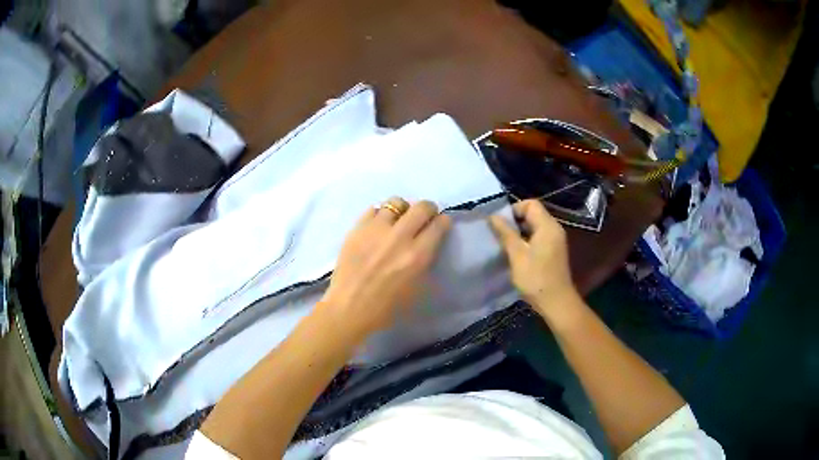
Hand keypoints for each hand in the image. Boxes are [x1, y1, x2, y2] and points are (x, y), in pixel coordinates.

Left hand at [321, 197, 451, 337]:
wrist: (349, 308)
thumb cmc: (386, 307)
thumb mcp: (417, 289)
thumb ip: (425, 262)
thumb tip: (429, 243)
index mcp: (417, 256)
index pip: (439, 224)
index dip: (443, 222)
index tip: (441, 225)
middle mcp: (399, 237)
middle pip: (421, 207)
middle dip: (428, 209)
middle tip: (424, 218)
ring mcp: (376, 230)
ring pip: (396, 203)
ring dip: (402, 210)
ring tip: (398, 220)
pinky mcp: (357, 228)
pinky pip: (373, 209)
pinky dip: (380, 215)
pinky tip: (379, 226)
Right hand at [488, 199, 579, 321]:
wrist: (556, 302)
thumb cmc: (536, 278)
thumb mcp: (517, 255)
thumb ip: (505, 233)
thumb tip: (493, 216)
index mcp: (547, 226)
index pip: (530, 204)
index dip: (514, 210)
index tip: (500, 224)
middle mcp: (554, 229)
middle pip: (533, 214)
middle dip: (515, 221)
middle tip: (500, 235)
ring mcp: (556, 240)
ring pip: (535, 227)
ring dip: (520, 232)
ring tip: (505, 245)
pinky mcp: (554, 251)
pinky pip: (539, 237)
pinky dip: (527, 241)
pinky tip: (517, 255)